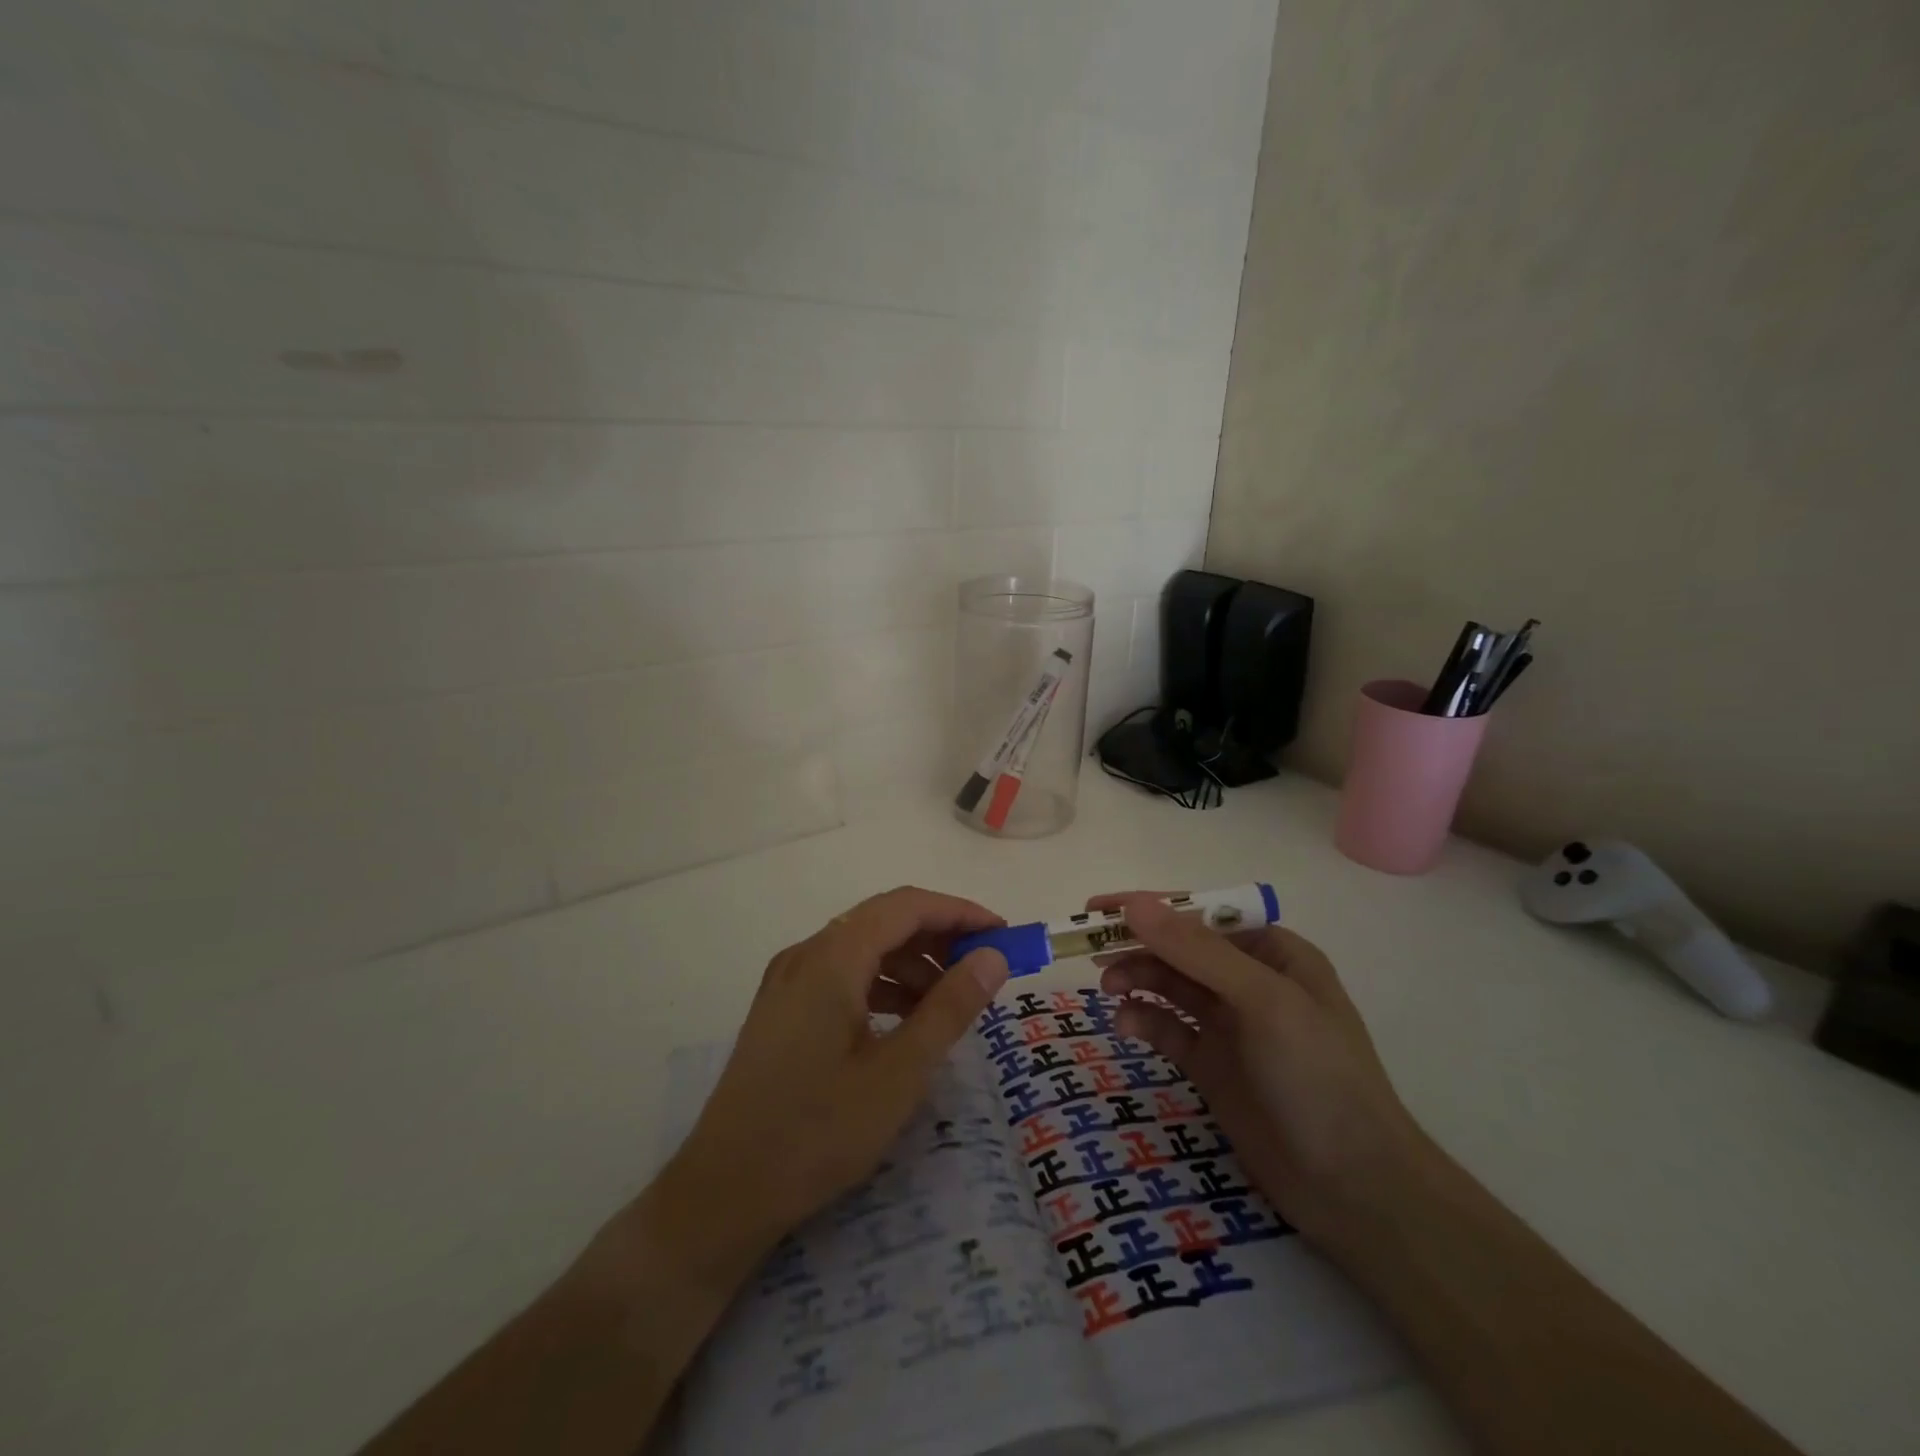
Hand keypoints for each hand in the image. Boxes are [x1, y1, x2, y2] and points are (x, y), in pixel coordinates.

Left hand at [598, 888, 1011, 1289]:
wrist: (722, 1193)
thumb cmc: (817, 1132)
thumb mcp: (899, 1073)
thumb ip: (949, 1007)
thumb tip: (992, 956)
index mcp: (832, 958)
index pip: (906, 906)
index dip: (959, 912)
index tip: (1002, 935)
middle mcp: (806, 954)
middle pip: (883, 920)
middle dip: (938, 936)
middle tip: (983, 968)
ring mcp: (788, 981)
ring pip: (862, 947)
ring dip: (910, 962)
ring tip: (949, 1001)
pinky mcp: (782, 1009)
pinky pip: (842, 974)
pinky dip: (881, 984)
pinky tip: (904, 1020)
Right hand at [1090, 892, 1427, 1253]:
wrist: (1354, 1188)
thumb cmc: (1318, 1077)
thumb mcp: (1263, 1001)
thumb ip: (1197, 951)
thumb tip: (1134, 905)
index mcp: (1273, 953)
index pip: (1201, 915)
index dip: (1150, 907)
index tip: (1099, 908)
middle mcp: (1250, 982)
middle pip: (1180, 949)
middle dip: (1138, 945)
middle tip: (1090, 950)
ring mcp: (1230, 1025)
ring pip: (1170, 986)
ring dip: (1137, 980)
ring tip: (1109, 988)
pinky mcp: (1212, 1065)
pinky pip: (1168, 1029)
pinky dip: (1145, 1021)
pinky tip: (1127, 1026)